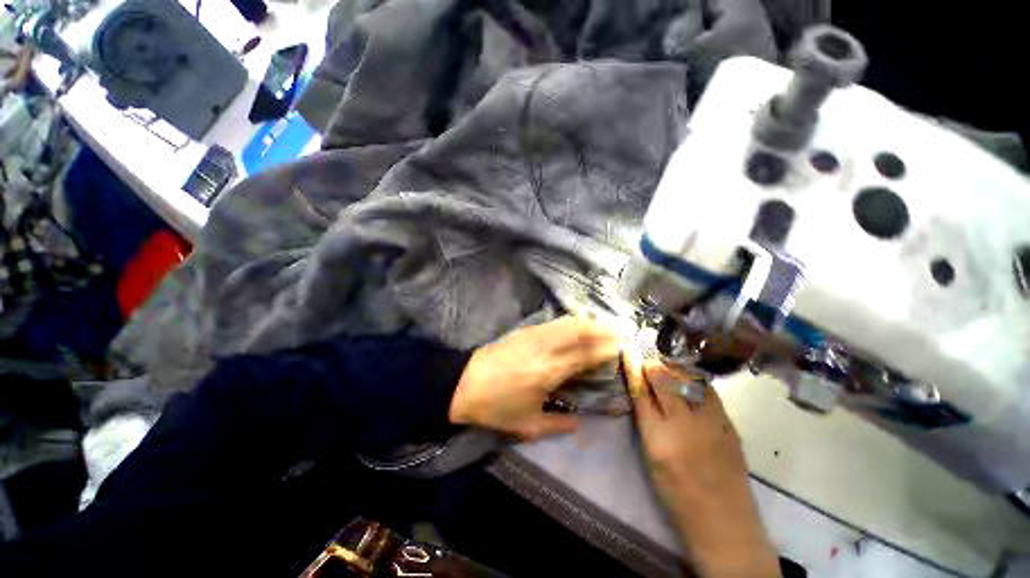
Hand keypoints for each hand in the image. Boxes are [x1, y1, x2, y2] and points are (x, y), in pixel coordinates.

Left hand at [449, 316, 617, 439]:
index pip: (586, 354)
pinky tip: (575, 326)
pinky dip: (570, 321)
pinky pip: (554, 322)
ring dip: (587, 323)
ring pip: (567, 321)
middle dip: (602, 330)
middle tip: (616, 334)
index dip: (605, 350)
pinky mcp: (525, 330)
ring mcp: (534, 334)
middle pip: (580, 330)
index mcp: (550, 371)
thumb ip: (558, 425)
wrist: (464, 383)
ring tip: (601, 328)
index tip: (619, 349)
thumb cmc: (497, 407)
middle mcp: (546, 347)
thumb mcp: (528, 425)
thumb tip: (580, 423)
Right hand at [624, 350, 779, 577]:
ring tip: (668, 367)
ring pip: (690, 381)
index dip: (633, 368)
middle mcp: (684, 425)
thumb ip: (647, 422)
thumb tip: (643, 393)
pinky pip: (709, 393)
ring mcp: (712, 423)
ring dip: (675, 370)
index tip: (628, 351)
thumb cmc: (677, 494)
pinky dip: (696, 382)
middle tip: (647, 360)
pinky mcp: (730, 425)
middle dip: (653, 365)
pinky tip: (691, 382)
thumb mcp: (651, 458)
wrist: (723, 520)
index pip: (640, 392)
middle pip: (665, 381)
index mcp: (658, 438)